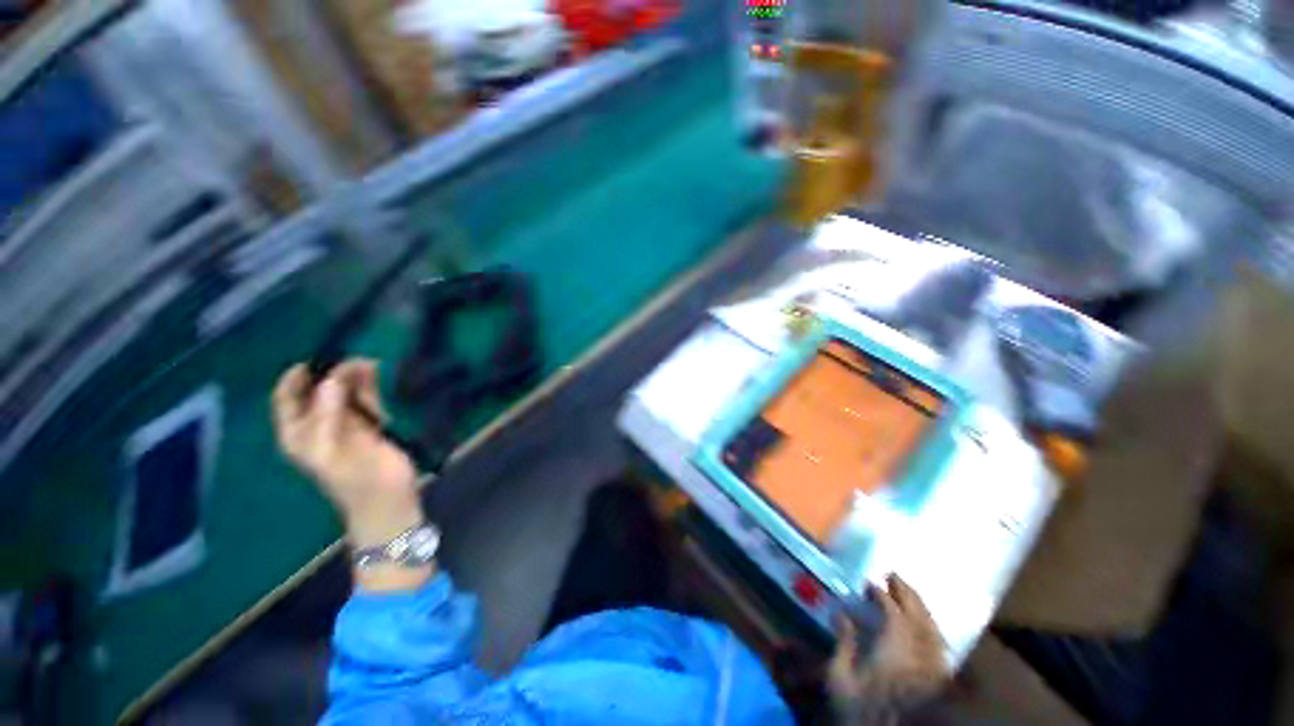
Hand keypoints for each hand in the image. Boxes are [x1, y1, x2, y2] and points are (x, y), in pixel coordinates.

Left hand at [272, 360, 420, 548]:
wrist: (388, 500)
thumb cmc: (357, 480)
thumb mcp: (333, 450)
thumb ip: (329, 414)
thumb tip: (333, 377)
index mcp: (298, 433)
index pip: (288, 397)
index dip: (297, 376)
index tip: (317, 357)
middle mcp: (317, 424)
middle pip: (320, 389)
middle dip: (335, 372)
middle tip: (358, 361)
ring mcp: (345, 423)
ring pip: (345, 391)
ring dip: (356, 377)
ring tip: (372, 364)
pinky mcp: (370, 424)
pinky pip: (366, 398)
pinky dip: (371, 386)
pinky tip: (379, 375)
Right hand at [828, 574, 948, 723]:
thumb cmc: (861, 712)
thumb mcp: (840, 680)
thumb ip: (843, 645)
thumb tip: (841, 614)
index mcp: (893, 651)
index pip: (893, 614)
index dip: (881, 595)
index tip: (868, 583)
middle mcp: (919, 656)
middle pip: (919, 617)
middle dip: (907, 593)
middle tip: (893, 575)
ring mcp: (933, 669)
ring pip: (933, 631)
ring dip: (921, 608)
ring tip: (908, 593)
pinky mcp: (938, 681)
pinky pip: (940, 647)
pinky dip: (932, 629)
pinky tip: (925, 625)